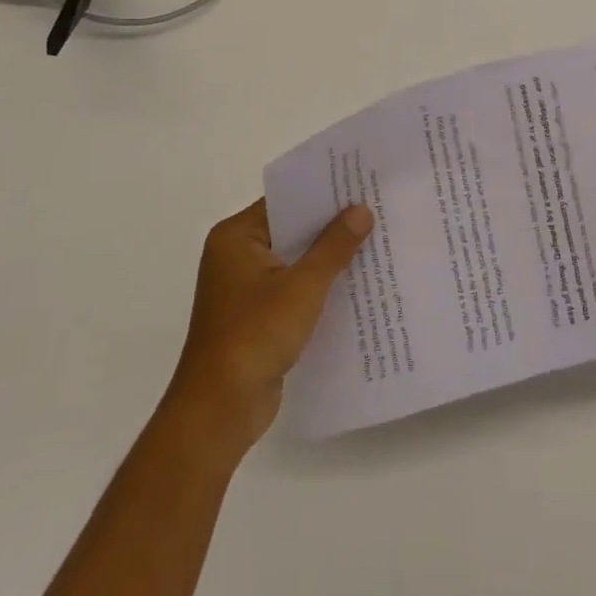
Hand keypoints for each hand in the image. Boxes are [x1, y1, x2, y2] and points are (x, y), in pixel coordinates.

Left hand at [167, 198, 373, 452]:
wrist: (219, 410)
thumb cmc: (255, 336)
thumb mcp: (302, 287)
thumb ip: (333, 246)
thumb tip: (361, 210)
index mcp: (236, 237)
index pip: (285, 201)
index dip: (323, 193)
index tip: (361, 185)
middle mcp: (236, 255)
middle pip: (291, 229)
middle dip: (331, 225)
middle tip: (377, 211)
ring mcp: (245, 287)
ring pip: (295, 260)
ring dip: (328, 257)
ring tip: (375, 243)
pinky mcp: (257, 315)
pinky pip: (294, 287)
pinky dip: (319, 285)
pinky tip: (356, 284)